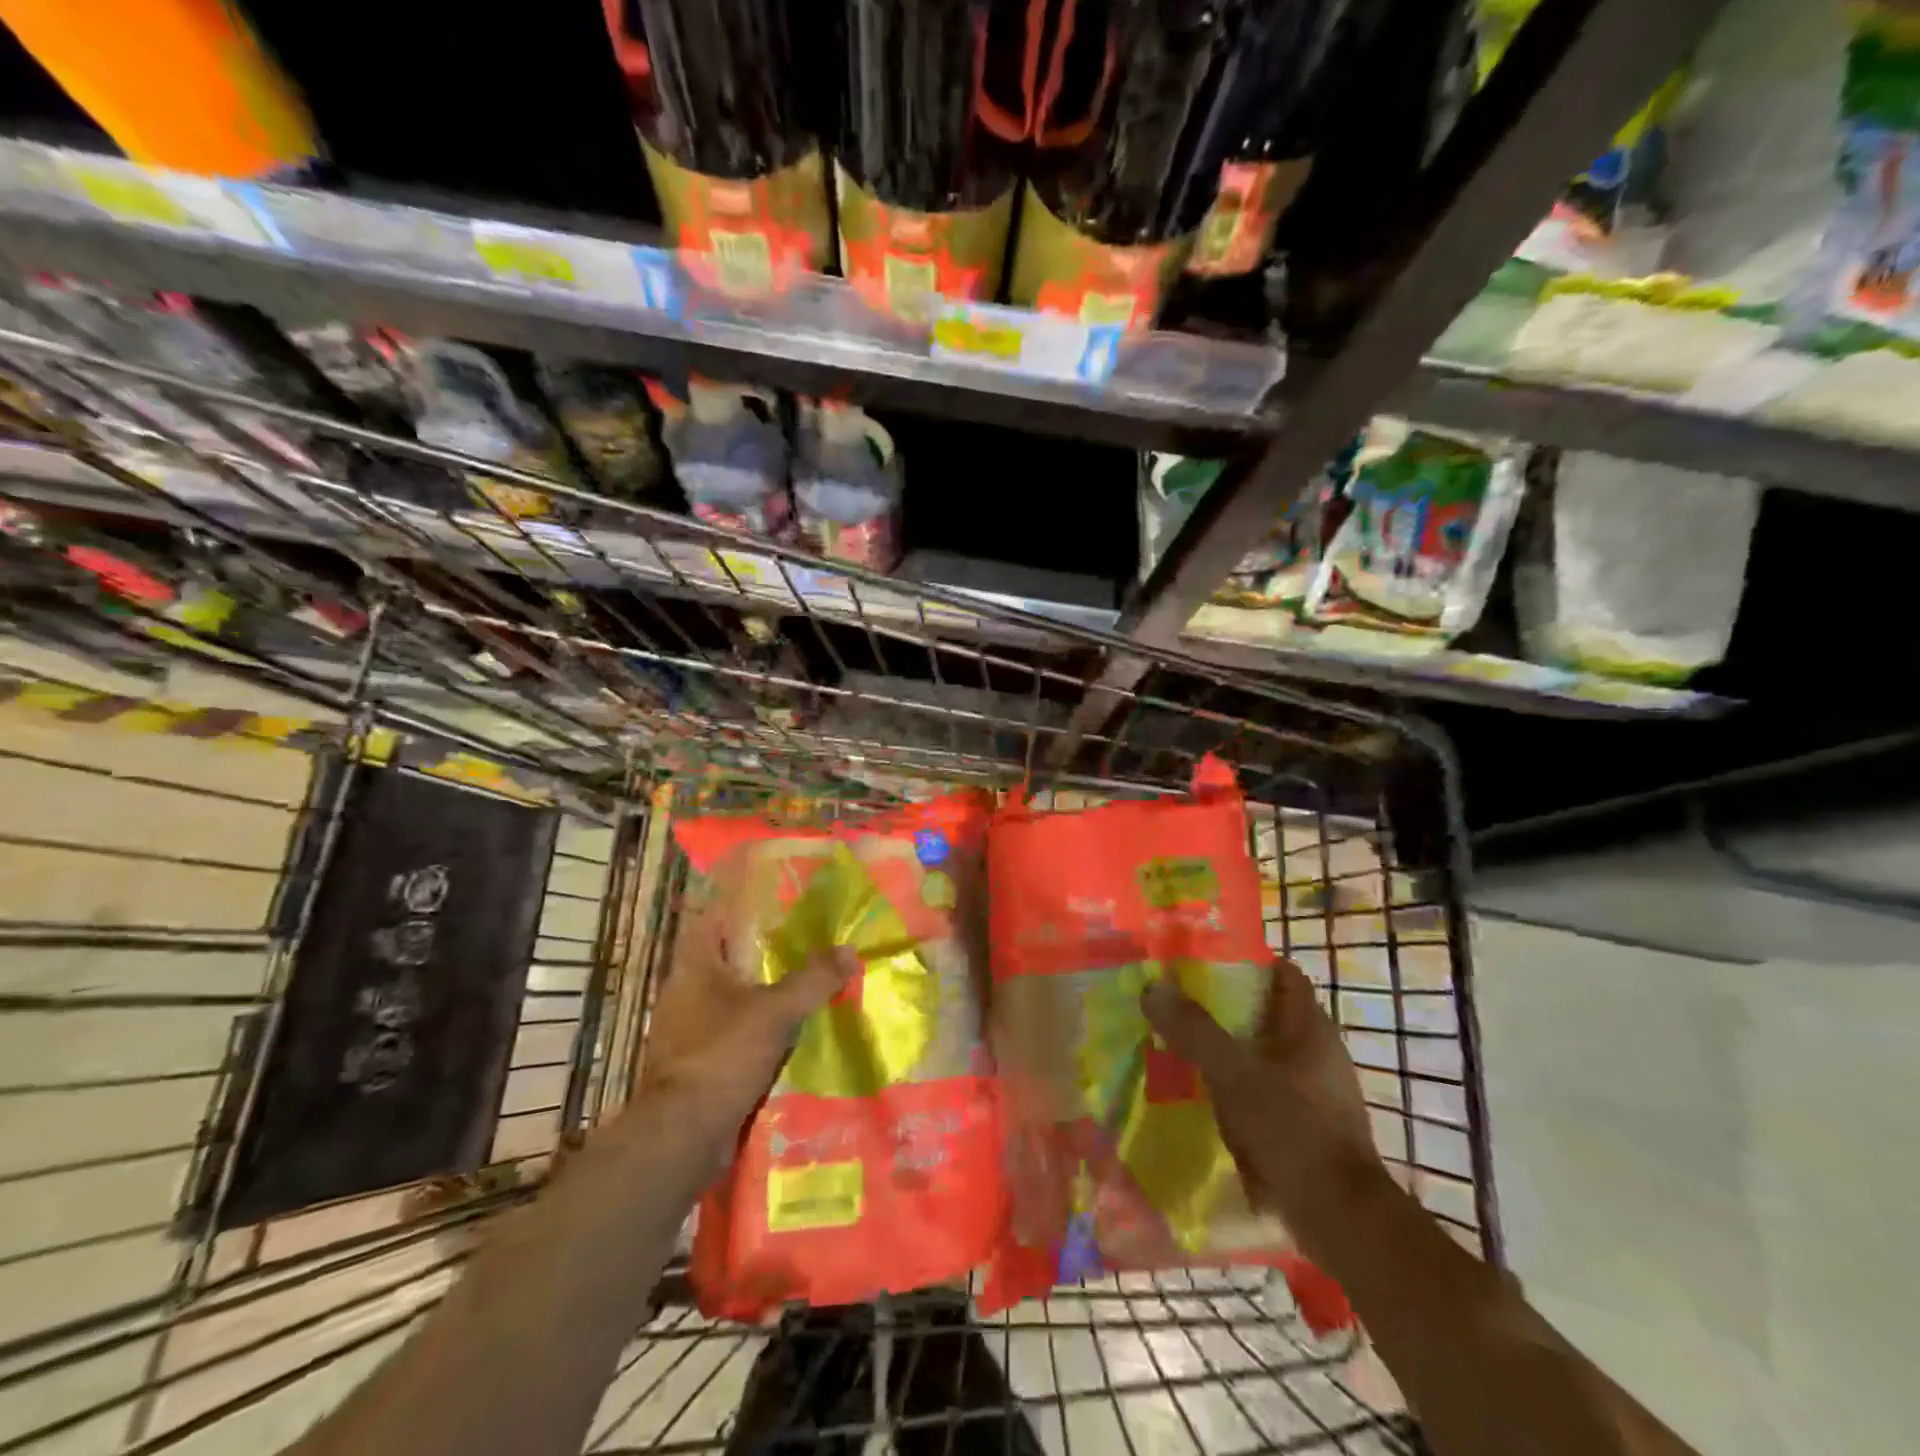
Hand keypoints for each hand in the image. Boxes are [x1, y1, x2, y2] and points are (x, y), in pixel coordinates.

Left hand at [639, 852, 857, 1149]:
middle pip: (728, 956)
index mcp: (694, 966)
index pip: (714, 916)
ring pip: (733, 994)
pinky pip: (735, 1029)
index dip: (742, 901)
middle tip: (806, 936)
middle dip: (764, 947)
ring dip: (764, 989)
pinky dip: (759, 1025)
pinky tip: (791, 1028)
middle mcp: (686, 990)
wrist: (683, 1134)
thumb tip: (851, 951)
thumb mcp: (776, 1011)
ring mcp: (689, 1027)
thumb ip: (814, 979)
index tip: (778, 895)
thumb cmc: (722, 1055)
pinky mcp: (698, 1060)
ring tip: (806, 979)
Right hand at [1142, 957, 1383, 1259]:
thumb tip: (1153, 987)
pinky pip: (1267, 1092)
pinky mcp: (1310, 1127)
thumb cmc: (1293, 1130)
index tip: (1203, 963)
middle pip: (1268, 1013)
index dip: (1246, 962)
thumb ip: (1194, 1030)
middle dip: (1226, 1007)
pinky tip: (1208, 1099)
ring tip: (1184, 1049)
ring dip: (1229, 1050)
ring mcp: (1317, 1092)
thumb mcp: (1234, 1073)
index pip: (1283, 973)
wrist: (1342, 1220)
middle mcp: (1319, 1052)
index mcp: (1311, 1027)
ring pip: (1265, 1054)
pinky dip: (1239, 1088)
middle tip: (1180, 1005)